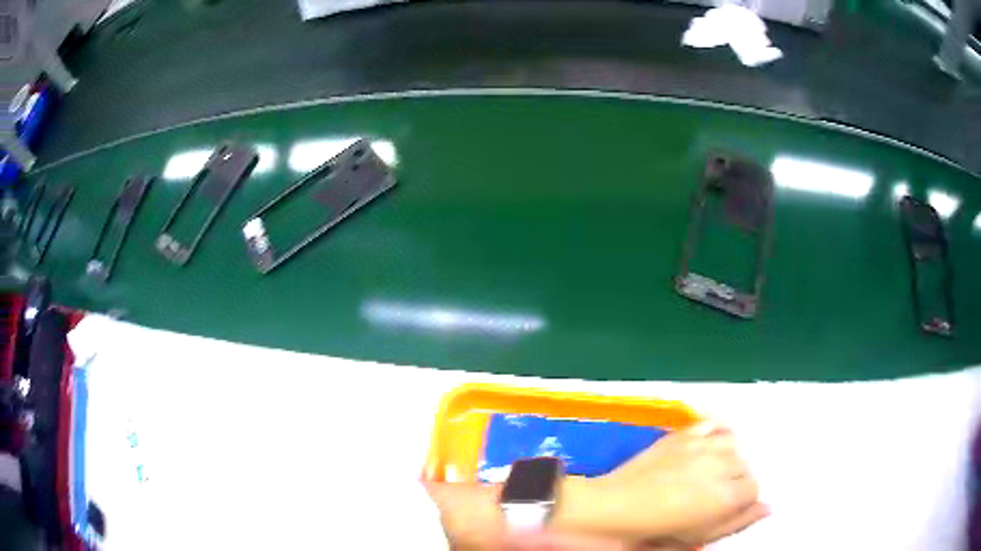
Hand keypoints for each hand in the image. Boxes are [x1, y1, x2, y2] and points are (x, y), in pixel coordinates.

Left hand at [556, 420, 767, 546]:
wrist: (609, 509)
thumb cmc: (653, 532)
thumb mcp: (697, 538)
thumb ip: (736, 522)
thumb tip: (767, 508)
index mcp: (726, 494)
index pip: (754, 488)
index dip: (743, 501)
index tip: (728, 508)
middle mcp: (719, 464)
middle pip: (746, 466)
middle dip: (737, 481)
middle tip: (715, 496)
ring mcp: (700, 445)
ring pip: (734, 445)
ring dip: (729, 459)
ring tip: (712, 474)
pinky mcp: (681, 434)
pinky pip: (713, 424)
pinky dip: (718, 433)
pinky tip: (712, 447)